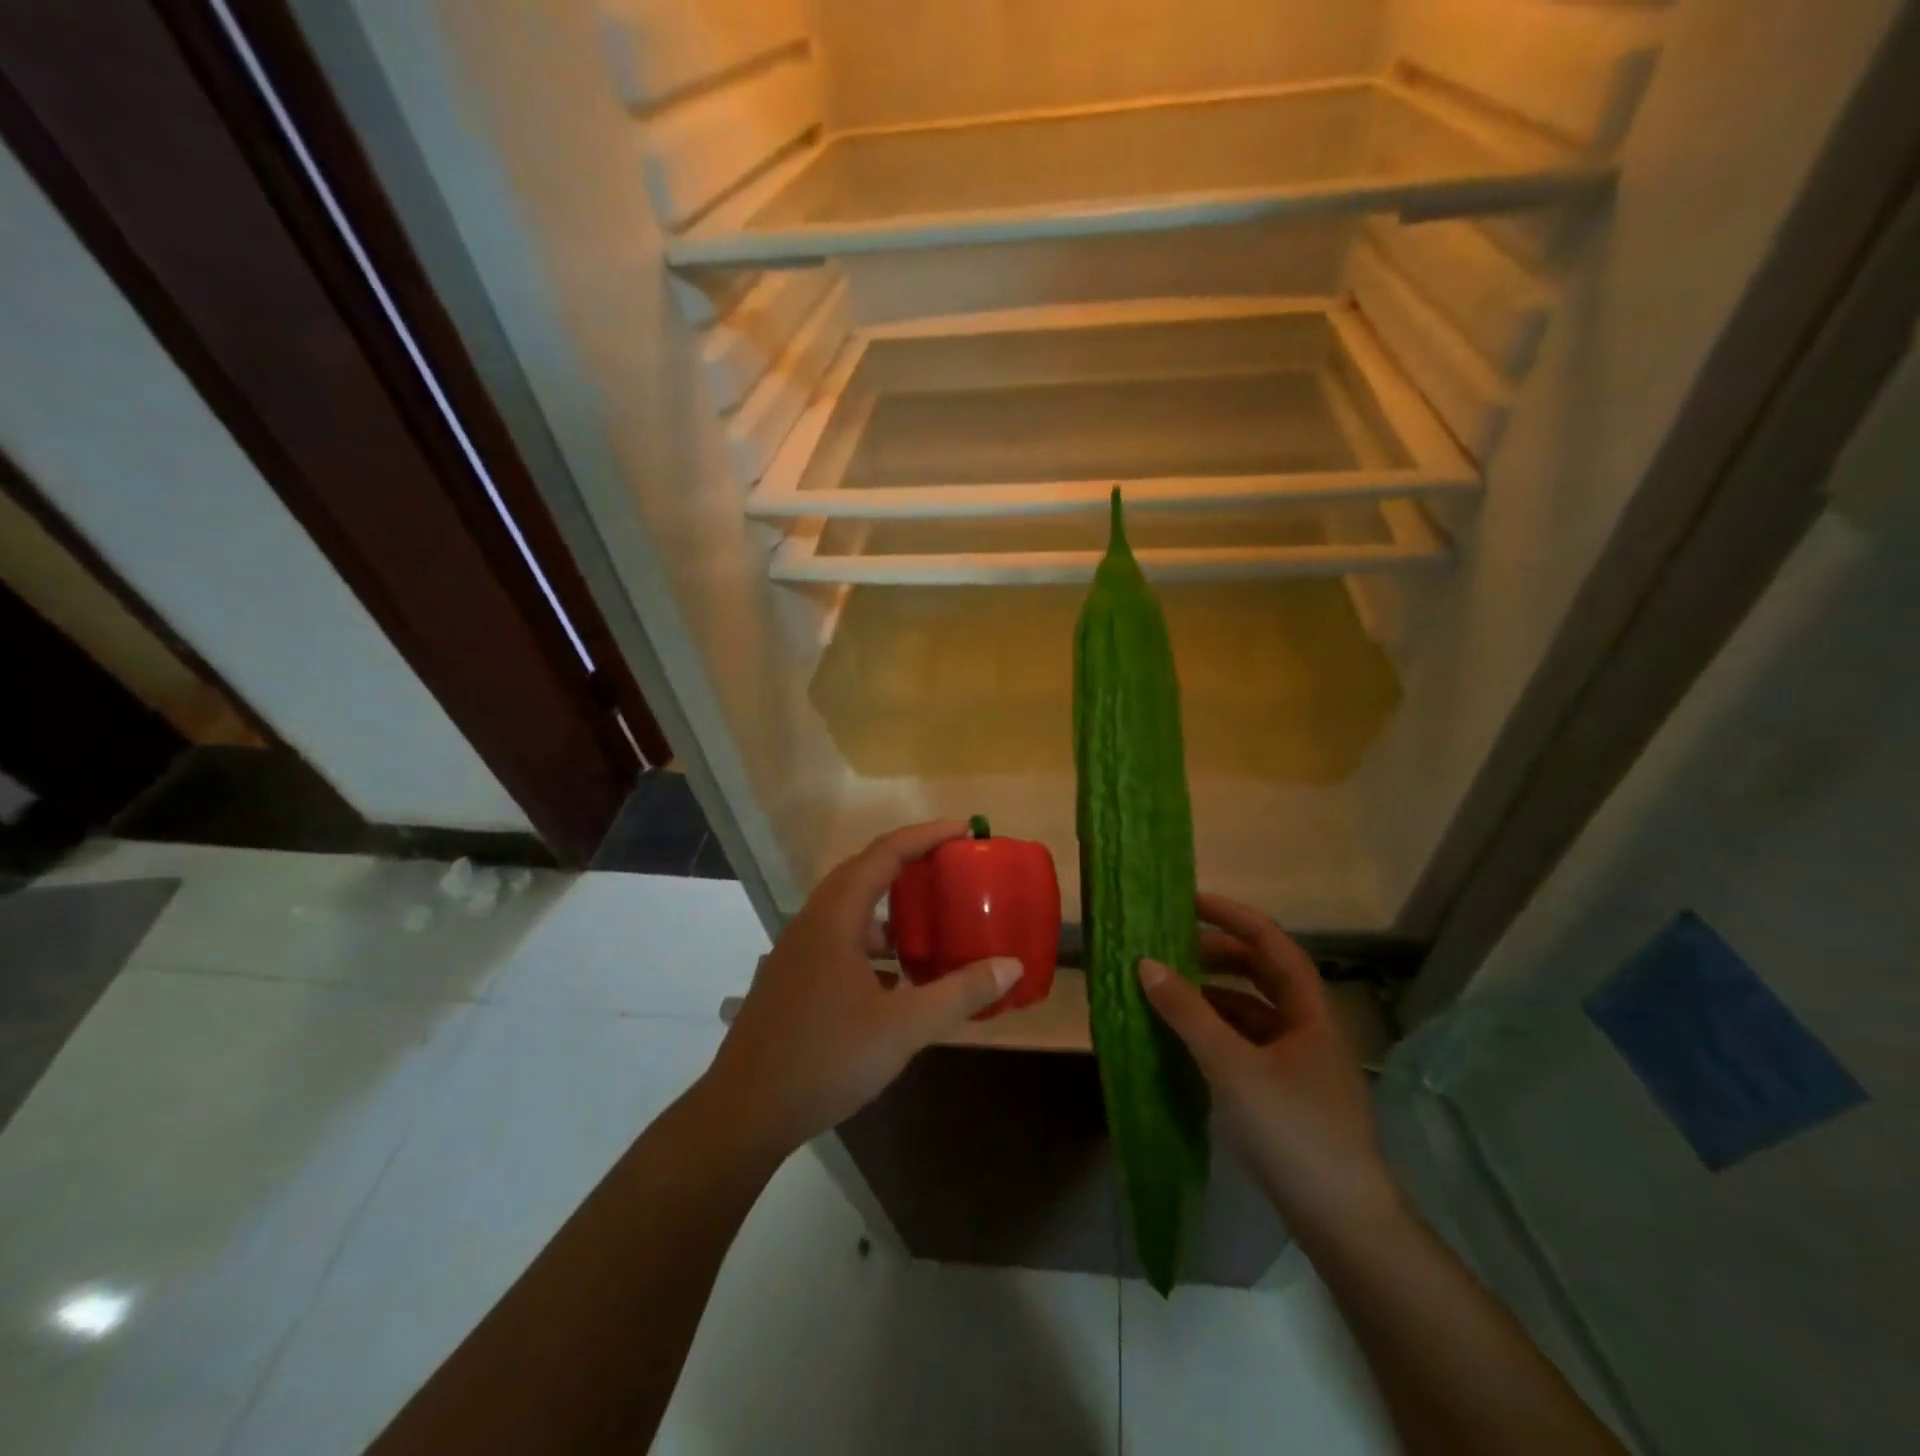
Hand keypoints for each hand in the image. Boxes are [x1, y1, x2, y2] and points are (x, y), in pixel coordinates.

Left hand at [701, 821, 1022, 1157]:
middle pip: (864, 871)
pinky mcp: (792, 977)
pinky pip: (839, 938)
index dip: (926, 835)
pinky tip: (896, 976)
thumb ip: (959, 993)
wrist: (744, 1112)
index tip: (963, 830)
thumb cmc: (825, 1059)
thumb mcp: (903, 1028)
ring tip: (929, 923)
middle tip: (950, 866)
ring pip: (849, 908)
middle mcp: (812, 921)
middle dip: (909, 862)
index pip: (884, 853)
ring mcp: (797, 950)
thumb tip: (1011, 965)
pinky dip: (872, 941)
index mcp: (835, 917)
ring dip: (889, 906)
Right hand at [1138, 893, 1400, 1234]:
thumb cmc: (1293, 1130)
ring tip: (1169, 989)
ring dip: (1214, 994)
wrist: (1344, 1222)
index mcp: (1309, 1010)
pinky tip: (1187, 1039)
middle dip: (1218, 954)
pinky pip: (1247, 1044)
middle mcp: (1309, 1027)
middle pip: (1262, 973)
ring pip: (1253, 1010)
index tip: (1189, 901)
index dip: (1232, 916)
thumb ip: (1188, 1013)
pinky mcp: (1289, 1093)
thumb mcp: (1233, 1067)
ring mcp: (1301, 1062)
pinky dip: (1217, 1031)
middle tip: (1171, 946)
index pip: (1271, 942)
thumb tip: (1146, 963)